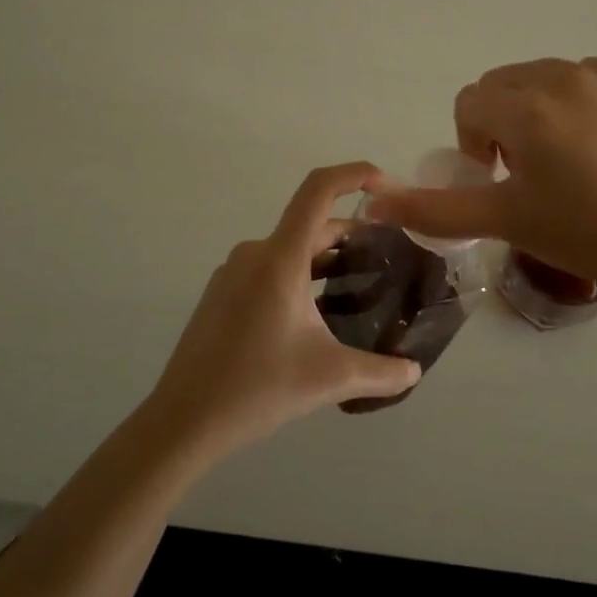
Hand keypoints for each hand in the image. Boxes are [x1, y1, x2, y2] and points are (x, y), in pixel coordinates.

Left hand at [145, 163, 422, 460]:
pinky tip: (319, 312)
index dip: (355, 175)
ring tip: (362, 284)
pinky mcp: (223, 294)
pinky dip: (302, 275)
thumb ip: (381, 373)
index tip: (388, 186)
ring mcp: (234, 273)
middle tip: (390, 256)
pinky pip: (271, 268)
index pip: (319, 190)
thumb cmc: (257, 388)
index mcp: (280, 258)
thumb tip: (414, 370)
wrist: (182, 422)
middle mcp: (255, 253)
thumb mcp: (329, 378)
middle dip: (354, 233)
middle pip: (311, 224)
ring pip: (292, 249)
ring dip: (328, 258)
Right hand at [368, 58, 596, 299]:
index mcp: (528, 108)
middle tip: (530, 171)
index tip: (501, 178)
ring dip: (539, 109)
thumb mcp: (503, 220)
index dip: (475, 142)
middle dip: (503, 122)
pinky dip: (580, 101)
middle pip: (504, 84)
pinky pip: (587, 77)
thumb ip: (433, 208)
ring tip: (567, 158)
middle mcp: (565, 75)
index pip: (470, 103)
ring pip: (544, 77)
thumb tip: (372, 203)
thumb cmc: (584, 235)